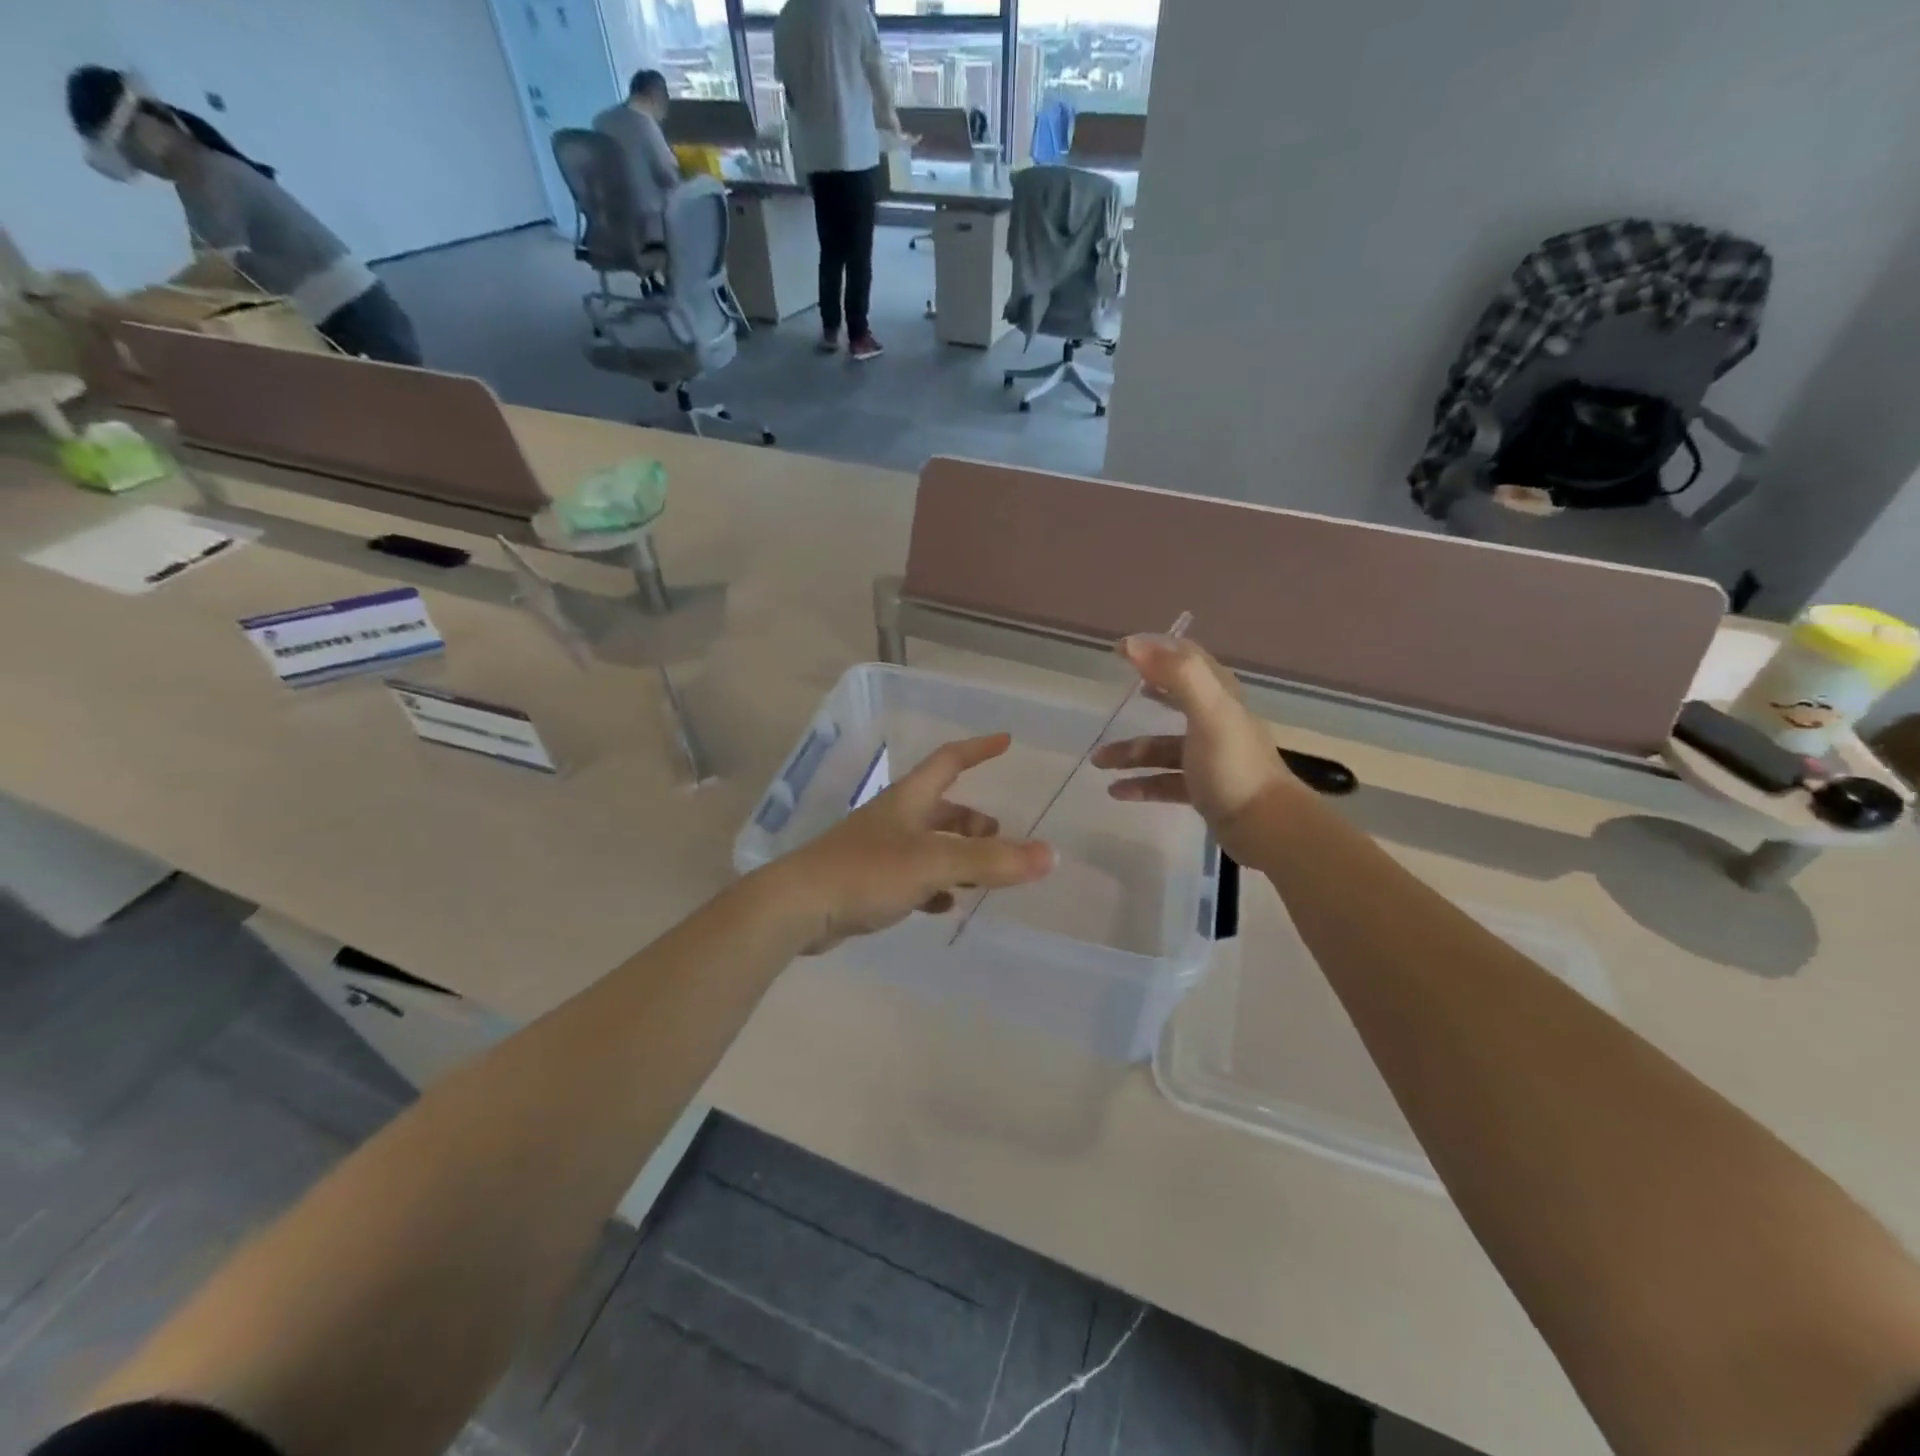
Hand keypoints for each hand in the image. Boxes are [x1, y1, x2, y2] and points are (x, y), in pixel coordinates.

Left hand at [769, 734, 1054, 954]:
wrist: (797, 907)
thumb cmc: (867, 872)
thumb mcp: (935, 863)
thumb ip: (992, 861)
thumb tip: (1049, 855)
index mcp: (908, 799)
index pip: (949, 760)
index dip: (978, 749)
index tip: (1006, 741)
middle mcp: (893, 818)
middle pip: (941, 807)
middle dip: (972, 820)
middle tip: (998, 839)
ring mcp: (877, 850)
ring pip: (928, 844)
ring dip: (955, 855)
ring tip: (979, 877)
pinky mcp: (864, 881)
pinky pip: (910, 876)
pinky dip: (932, 885)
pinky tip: (942, 905)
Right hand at [1091, 636, 1298, 856]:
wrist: (1265, 826)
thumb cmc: (1233, 765)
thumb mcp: (1208, 712)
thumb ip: (1176, 674)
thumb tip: (1134, 644)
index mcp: (1219, 697)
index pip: (1187, 658)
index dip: (1156, 648)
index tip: (1119, 650)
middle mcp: (1215, 721)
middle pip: (1174, 699)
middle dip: (1144, 694)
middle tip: (1113, 692)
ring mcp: (1208, 757)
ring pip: (1161, 747)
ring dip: (1130, 752)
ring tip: (1098, 762)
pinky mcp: (1203, 788)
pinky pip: (1164, 781)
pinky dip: (1140, 784)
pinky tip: (1116, 792)